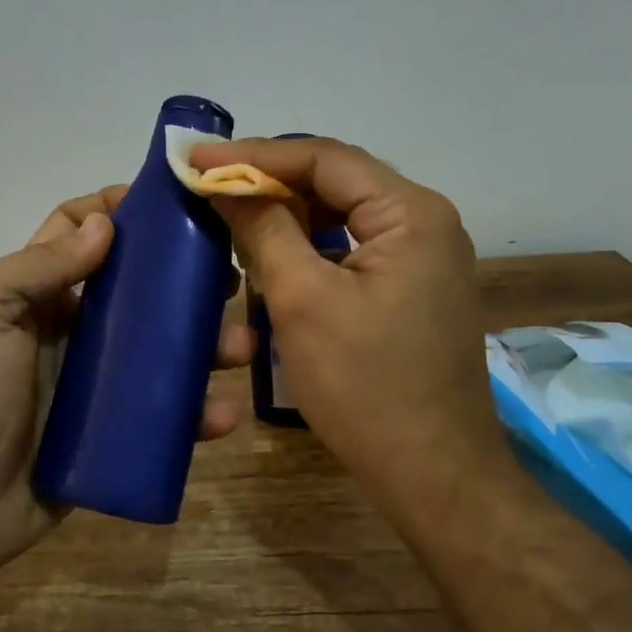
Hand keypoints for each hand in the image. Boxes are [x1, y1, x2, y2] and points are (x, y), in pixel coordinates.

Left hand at [0, 186, 255, 584]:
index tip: (171, 203)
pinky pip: (162, 414)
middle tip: (229, 276)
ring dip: (204, 344)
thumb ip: (37, 265)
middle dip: (183, 278)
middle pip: (137, 289)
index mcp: (35, 292)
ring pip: (161, 349)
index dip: (117, 210)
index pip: (79, 232)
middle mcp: (69, 328)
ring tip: (240, 347)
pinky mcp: (112, 431)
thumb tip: (104, 224)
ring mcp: (94, 382)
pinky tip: (221, 414)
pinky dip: (195, 412)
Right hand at [188, 137, 501, 509]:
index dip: (255, 155)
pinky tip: (270, 253)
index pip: (324, 158)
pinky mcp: (411, 287)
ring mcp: (423, 256)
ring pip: (342, 215)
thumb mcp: (304, 301)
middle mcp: (425, 222)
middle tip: (207, 184)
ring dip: (287, 214)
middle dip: (270, 182)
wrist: (435, 477)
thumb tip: (224, 184)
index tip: (196, 158)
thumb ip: (264, 230)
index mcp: (411, 213)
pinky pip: (352, 248)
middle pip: (336, 181)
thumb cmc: (368, 388)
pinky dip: (309, 246)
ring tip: (229, 213)